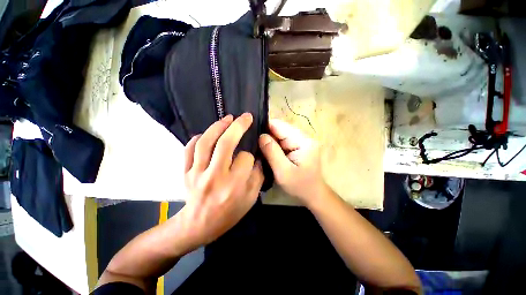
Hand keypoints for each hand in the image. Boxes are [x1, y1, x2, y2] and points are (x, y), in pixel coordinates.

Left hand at [177, 113, 263, 250]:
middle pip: (226, 144)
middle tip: (245, 117)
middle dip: (238, 126)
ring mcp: (196, 173)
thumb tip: (257, 157)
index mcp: (234, 185)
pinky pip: (189, 150)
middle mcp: (215, 176)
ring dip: (218, 126)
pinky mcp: (185, 172)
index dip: (250, 156)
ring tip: (227, 118)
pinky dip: (197, 138)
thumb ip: (257, 176)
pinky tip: (207, 134)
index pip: (245, 158)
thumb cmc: (229, 213)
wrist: (199, 225)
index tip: (250, 157)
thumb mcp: (251, 198)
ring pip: (206, 142)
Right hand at [259, 119, 325, 204]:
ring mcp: (301, 140)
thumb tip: (261, 135)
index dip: (265, 128)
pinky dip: (274, 145)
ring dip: (270, 141)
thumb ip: (272, 152)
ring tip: (260, 149)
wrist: (313, 194)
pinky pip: (283, 140)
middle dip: (267, 135)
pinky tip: (268, 151)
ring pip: (280, 134)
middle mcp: (303, 137)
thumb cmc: (299, 186)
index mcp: (303, 141)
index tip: (253, 136)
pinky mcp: (298, 145)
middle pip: (280, 129)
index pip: (280, 126)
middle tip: (255, 145)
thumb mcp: (283, 172)